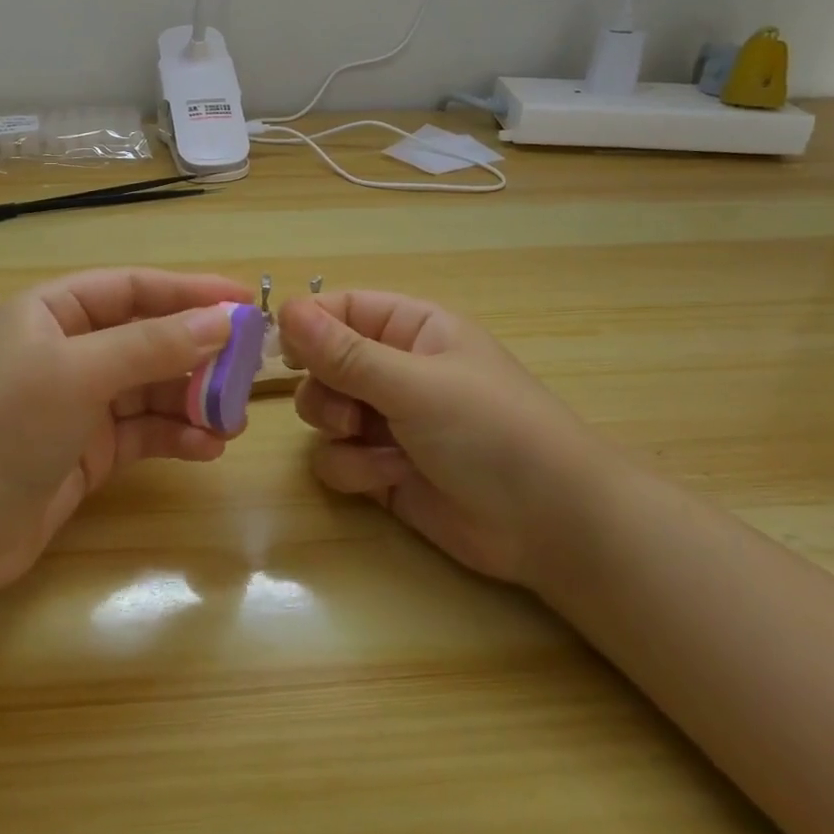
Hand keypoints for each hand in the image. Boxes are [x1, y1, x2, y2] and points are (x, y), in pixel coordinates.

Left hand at [0, 269, 253, 601]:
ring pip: (150, 389)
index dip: (187, 291)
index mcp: (51, 313)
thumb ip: (153, 345)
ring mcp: (76, 404)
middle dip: (196, 353)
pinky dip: (174, 437)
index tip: (242, 300)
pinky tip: (207, 449)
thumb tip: (223, 321)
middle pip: (146, 339)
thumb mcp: (79, 373)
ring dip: (191, 400)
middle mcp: (65, 351)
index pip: (131, 288)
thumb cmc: (3, 429)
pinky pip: (142, 433)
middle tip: (250, 367)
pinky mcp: (86, 452)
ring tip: (233, 418)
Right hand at [277, 292, 608, 590]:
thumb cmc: (490, 430)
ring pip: (323, 412)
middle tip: (348, 410)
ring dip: (339, 431)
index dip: (308, 325)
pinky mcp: (382, 468)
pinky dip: (355, 469)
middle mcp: (394, 369)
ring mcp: (387, 420)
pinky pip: (336, 458)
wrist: (549, 524)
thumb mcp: (415, 384)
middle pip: (322, 363)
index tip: (283, 350)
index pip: (341, 309)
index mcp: (411, 329)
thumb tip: (284, 308)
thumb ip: (345, 352)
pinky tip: (391, 478)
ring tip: (376, 446)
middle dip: (325, 389)